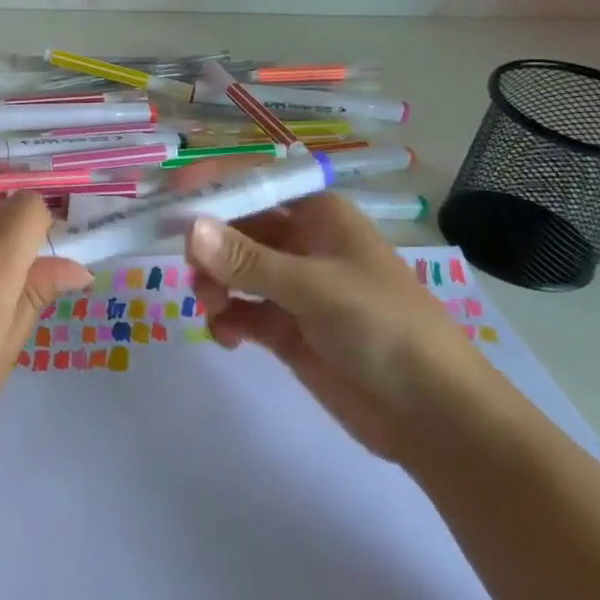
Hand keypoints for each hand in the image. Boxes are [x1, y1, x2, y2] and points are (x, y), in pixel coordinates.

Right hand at [186, 191, 495, 461]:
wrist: (432, 416)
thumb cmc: (383, 328)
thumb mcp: (314, 288)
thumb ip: (247, 260)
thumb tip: (189, 229)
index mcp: (317, 215)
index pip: (253, 184)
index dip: (210, 187)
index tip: (167, 200)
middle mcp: (301, 243)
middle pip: (234, 227)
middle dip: (207, 246)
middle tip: (192, 271)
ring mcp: (292, 287)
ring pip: (231, 270)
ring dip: (213, 285)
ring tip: (214, 310)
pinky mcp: (285, 328)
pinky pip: (239, 310)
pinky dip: (226, 319)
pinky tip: (228, 338)